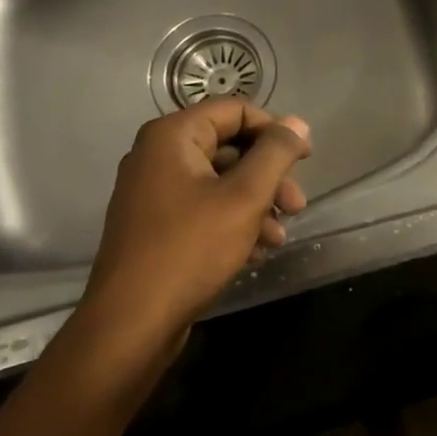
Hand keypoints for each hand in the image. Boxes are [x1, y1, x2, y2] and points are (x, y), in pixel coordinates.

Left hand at [81, 99, 311, 339]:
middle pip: (230, 147)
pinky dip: (234, 223)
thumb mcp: (245, 197)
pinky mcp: (156, 226)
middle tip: (297, 205)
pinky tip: (256, 252)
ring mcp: (153, 193)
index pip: (235, 110)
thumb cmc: (190, 249)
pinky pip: (204, 209)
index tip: (305, 159)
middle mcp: (157, 156)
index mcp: (172, 137)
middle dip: (269, 175)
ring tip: (279, 237)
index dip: (275, 130)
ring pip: (220, 182)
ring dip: (257, 204)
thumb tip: (298, 123)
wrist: (131, 324)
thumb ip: (276, 153)